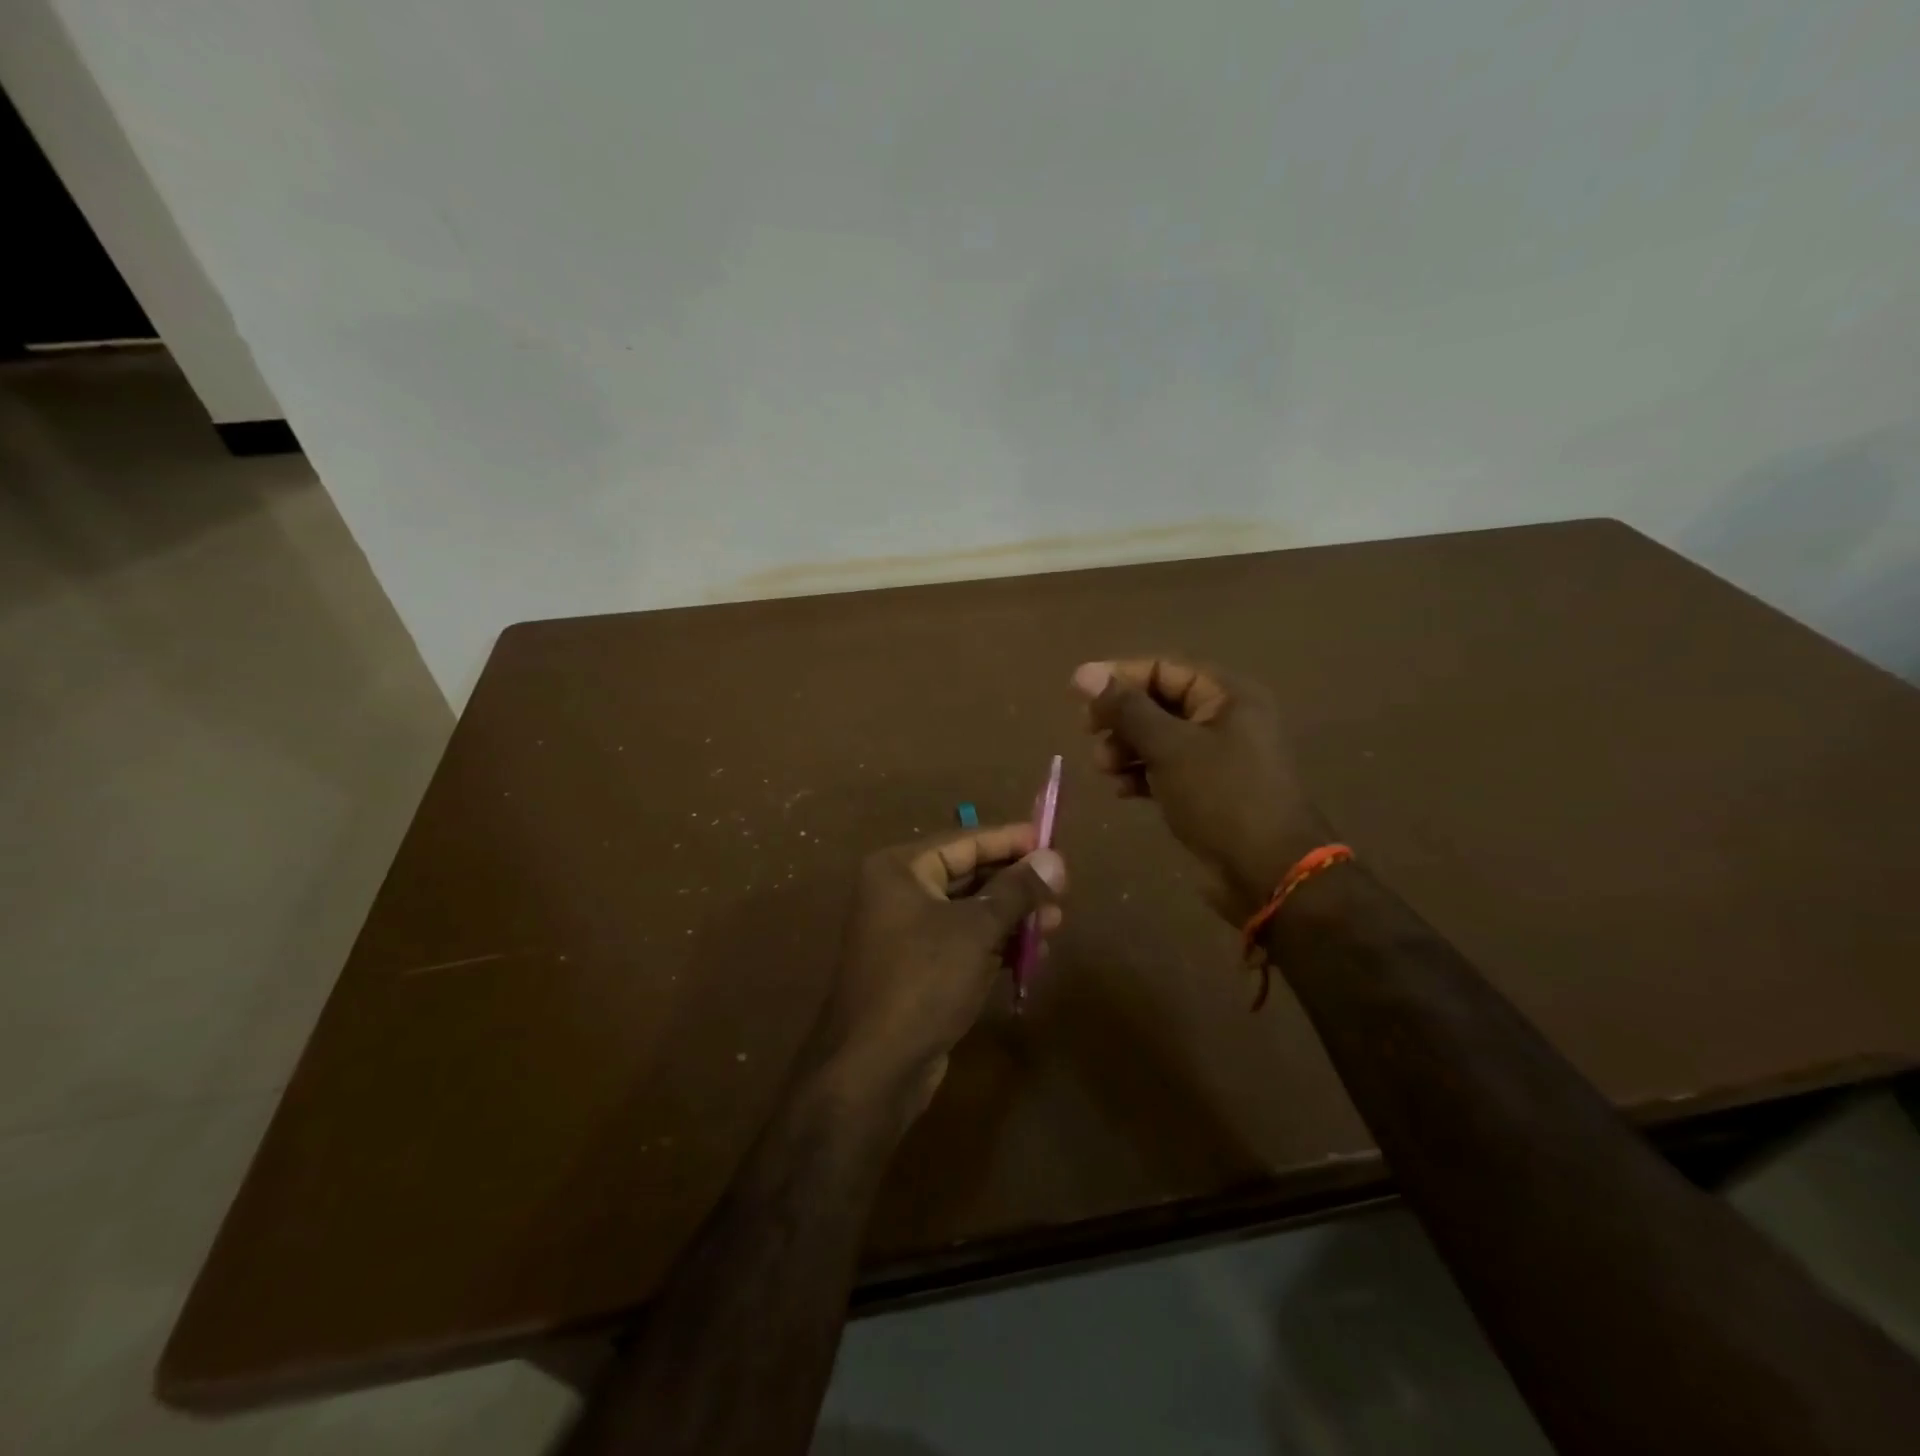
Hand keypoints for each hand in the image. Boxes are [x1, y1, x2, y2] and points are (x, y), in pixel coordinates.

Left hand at [818, 824, 1064, 1123]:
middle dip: (1016, 885)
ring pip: (970, 912)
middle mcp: (898, 893)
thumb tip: (1055, 858)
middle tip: (1062, 890)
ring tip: (1056, 925)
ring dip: (1012, 918)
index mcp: (900, 869)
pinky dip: (996, 945)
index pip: (964, 841)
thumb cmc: (923, 981)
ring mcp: (906, 933)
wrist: (874, 1069)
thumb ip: (1017, 890)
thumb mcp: (976, 930)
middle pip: (968, 875)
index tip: (1052, 841)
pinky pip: (964, 943)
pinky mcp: (918, 969)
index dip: (1011, 840)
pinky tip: (1033, 955)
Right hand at [1073, 658, 1330, 920]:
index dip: (1119, 677)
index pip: (1163, 669)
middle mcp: (1224, 719)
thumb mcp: (1170, 747)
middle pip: (1158, 703)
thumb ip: (1126, 709)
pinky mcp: (1206, 790)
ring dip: (1125, 748)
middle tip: (1088, 733)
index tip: (1077, 693)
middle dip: (1120, 718)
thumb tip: (1084, 673)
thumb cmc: (1221, 797)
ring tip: (1103, 768)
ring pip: (1158, 738)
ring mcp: (1216, 757)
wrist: (1268, 873)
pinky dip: (1140, 774)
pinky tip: (1120, 789)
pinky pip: (1165, 769)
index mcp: (1227, 695)